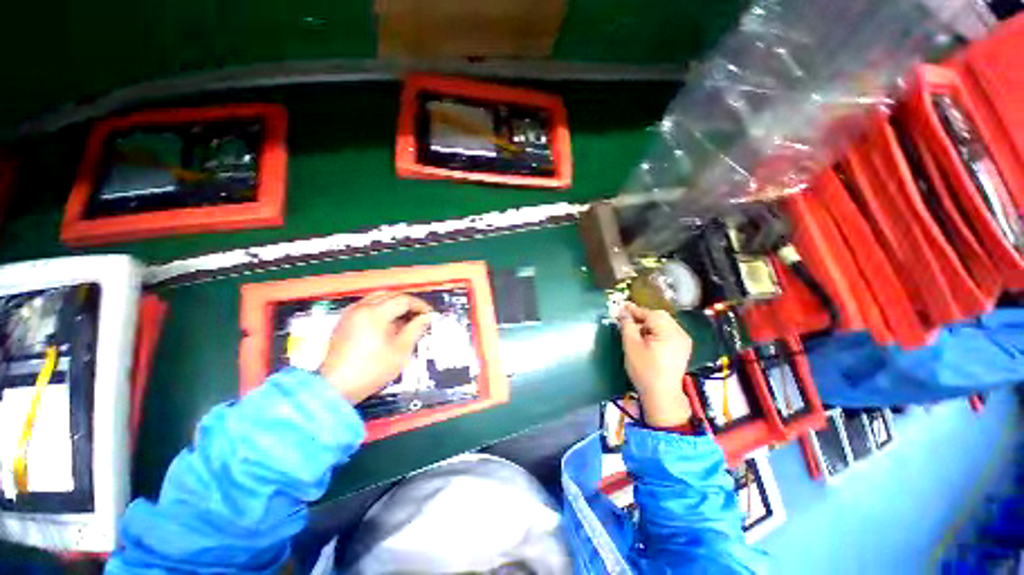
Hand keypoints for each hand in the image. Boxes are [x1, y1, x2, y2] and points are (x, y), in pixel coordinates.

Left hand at [318, 292, 433, 403]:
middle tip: (420, 316)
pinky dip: (381, 309)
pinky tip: (389, 324)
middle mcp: (361, 308)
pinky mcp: (344, 322)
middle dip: (408, 303)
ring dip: (394, 304)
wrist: (336, 388)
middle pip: (391, 295)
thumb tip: (426, 318)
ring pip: (378, 298)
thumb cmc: (370, 370)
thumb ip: (416, 329)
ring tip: (406, 319)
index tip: (429, 315)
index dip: (420, 305)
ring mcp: (350, 314)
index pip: (404, 300)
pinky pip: (367, 306)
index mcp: (375, 313)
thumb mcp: (401, 350)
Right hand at [618, 302, 693, 427]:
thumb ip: (627, 326)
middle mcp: (680, 333)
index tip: (621, 306)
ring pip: (664, 323)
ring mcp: (683, 341)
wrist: (662, 395)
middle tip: (626, 319)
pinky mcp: (682, 348)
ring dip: (649, 323)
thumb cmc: (644, 370)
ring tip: (635, 329)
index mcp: (669, 332)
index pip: (650, 314)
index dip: (634, 310)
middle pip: (659, 316)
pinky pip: (668, 331)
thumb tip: (622, 312)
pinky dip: (656, 330)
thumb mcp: (631, 346)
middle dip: (642, 316)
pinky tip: (647, 337)